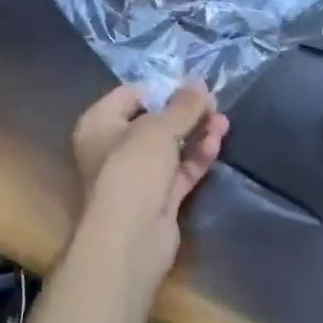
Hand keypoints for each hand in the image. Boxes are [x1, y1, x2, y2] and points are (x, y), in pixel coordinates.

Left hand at [72, 81, 229, 299]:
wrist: (130, 240)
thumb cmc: (133, 169)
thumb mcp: (159, 128)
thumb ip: (183, 105)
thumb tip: (199, 82)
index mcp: (99, 124)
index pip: (130, 95)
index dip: (161, 89)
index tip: (190, 87)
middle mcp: (112, 148)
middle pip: (153, 121)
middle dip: (185, 113)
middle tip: (213, 103)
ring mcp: (135, 176)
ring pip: (169, 147)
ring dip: (196, 133)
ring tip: (223, 120)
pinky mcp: (156, 199)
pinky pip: (179, 170)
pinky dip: (196, 157)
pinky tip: (217, 142)